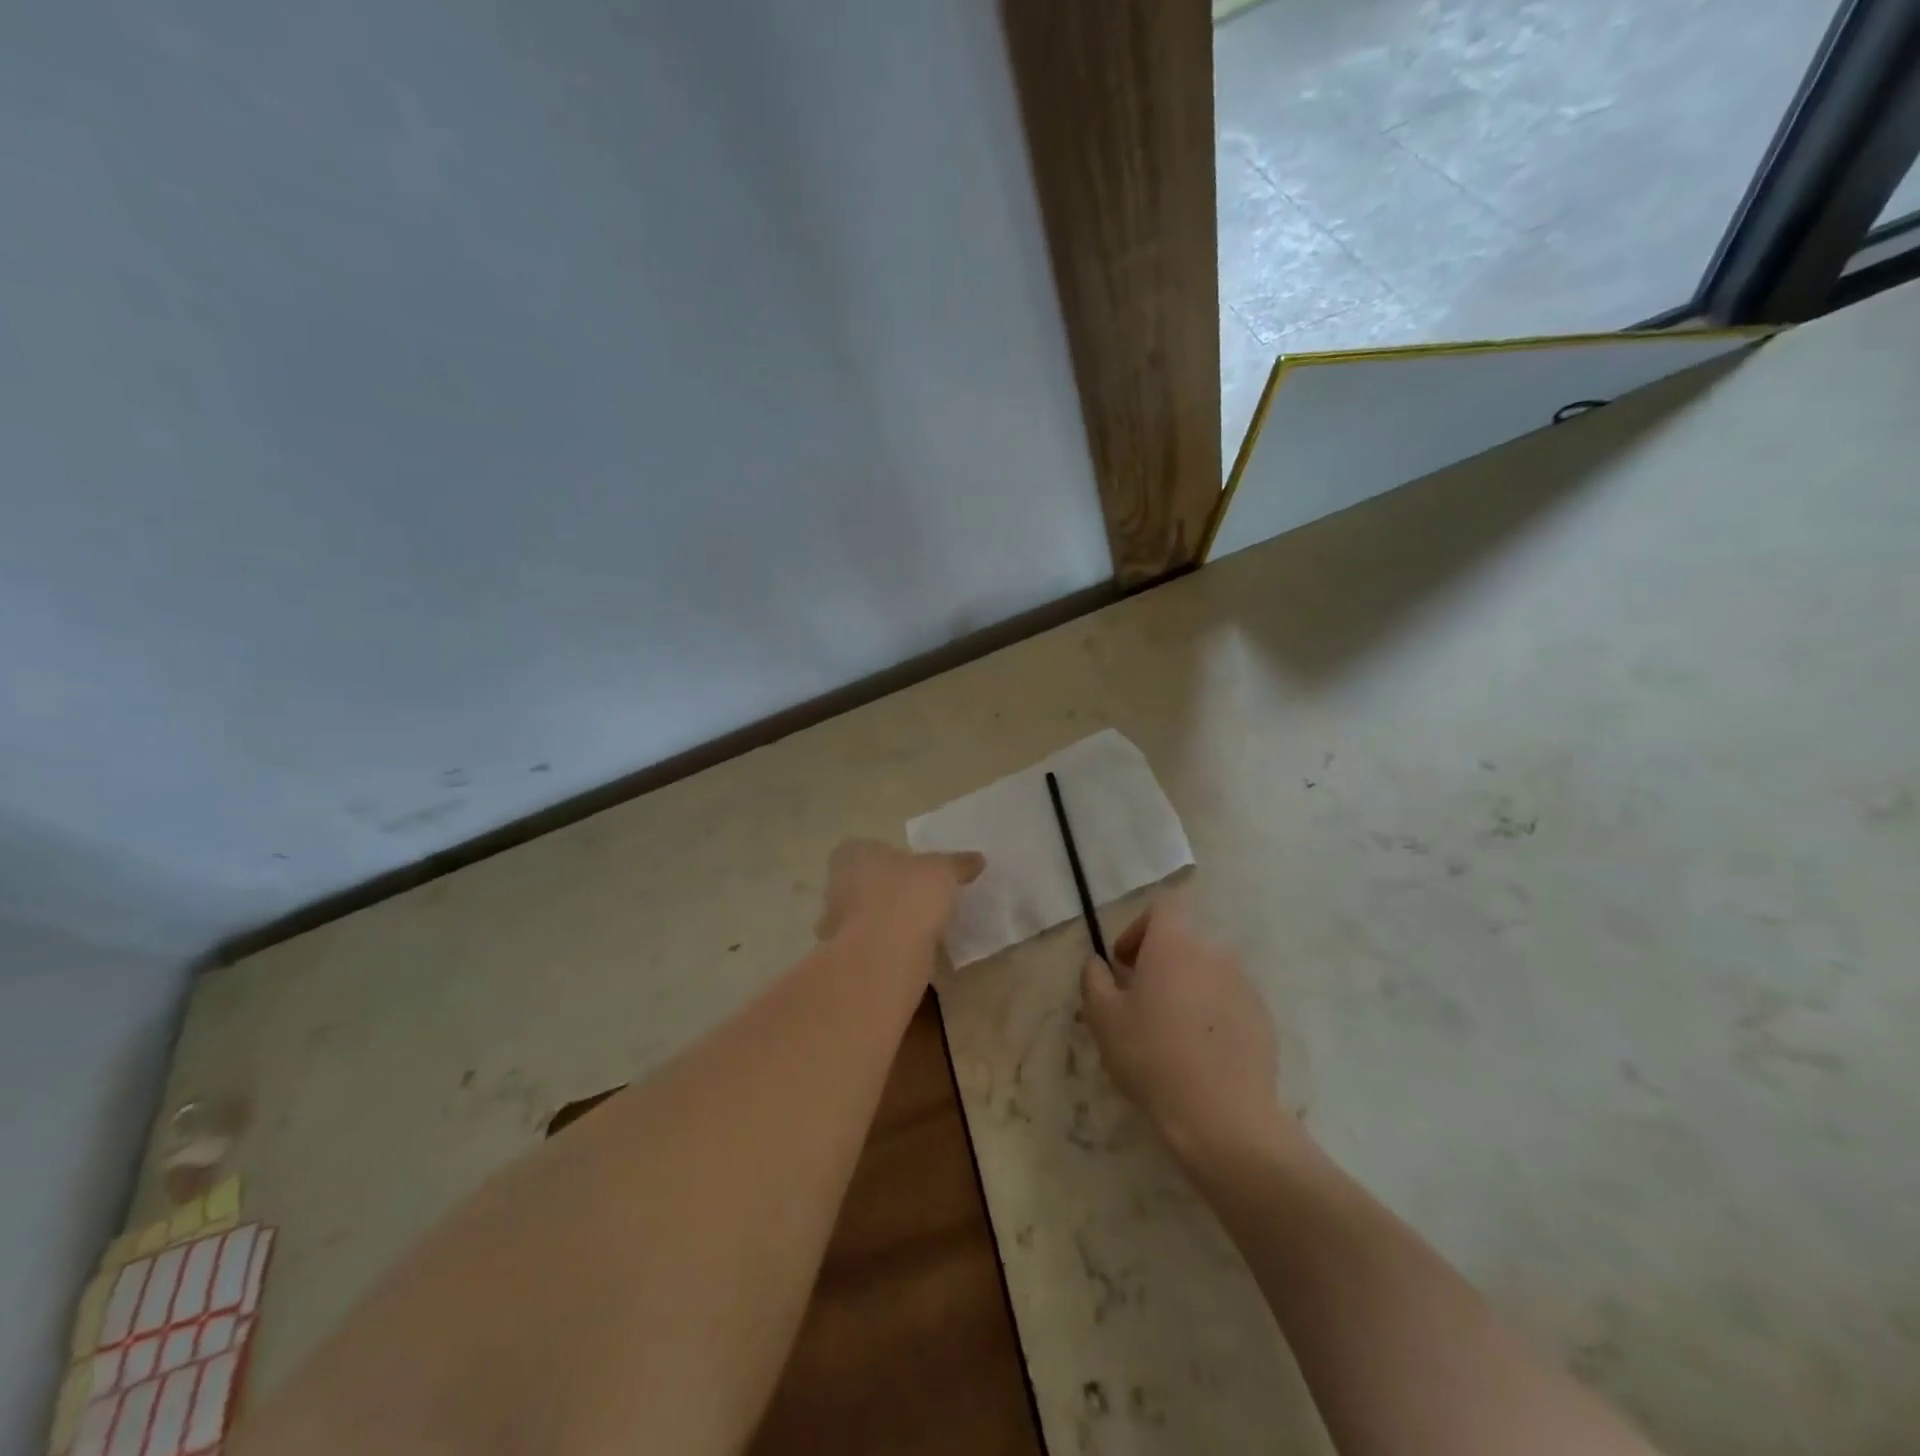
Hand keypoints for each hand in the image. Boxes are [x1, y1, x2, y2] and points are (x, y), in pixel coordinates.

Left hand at [815, 839, 984, 948]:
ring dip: (889, 922)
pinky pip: (872, 945)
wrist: (883, 956)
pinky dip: (889, 948)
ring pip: (868, 916)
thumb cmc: (907, 896)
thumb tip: (977, 859)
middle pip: (867, 882)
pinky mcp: (844, 957)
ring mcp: (836, 923)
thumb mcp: (943, 872)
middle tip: (923, 899)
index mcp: (852, 853)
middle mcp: (836, 884)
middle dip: (890, 891)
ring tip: (923, 928)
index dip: (896, 859)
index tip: (920, 872)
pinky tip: (913, 952)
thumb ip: (958, 864)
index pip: (871, 848)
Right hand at [1081, 894, 1291, 1166]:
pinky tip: (1199, 1053)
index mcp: (1175, 943)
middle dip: (1160, 964)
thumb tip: (1098, 963)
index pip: (1162, 909)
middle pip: (1183, 942)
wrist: (1222, 1115)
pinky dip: (1212, 1014)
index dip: (1139, 929)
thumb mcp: (1103, 1018)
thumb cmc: (1152, 1056)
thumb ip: (1094, 979)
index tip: (1124, 965)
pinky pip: (1229, 1001)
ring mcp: (1244, 985)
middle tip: (1140, 1002)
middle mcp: (1214, 953)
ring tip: (1171, 1032)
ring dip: (1187, 989)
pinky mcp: (1263, 1018)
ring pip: (1207, 973)